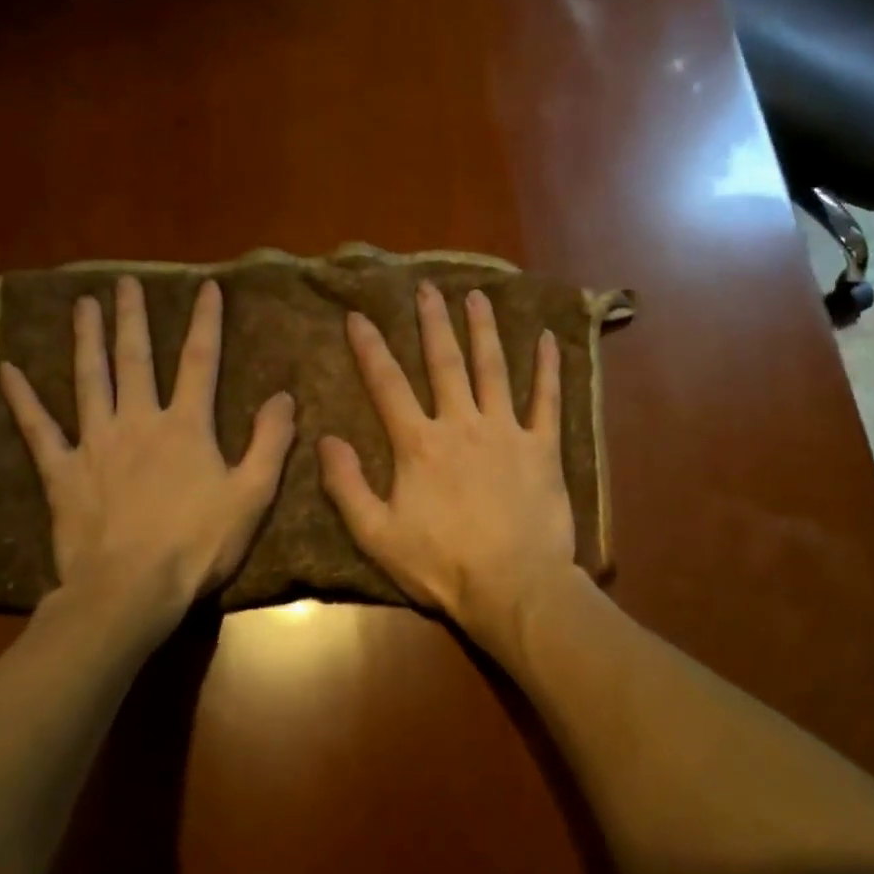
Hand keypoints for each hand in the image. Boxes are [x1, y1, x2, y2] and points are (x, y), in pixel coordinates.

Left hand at [0, 277, 295, 618]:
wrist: (131, 588)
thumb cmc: (199, 544)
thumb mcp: (253, 495)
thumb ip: (270, 442)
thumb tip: (283, 396)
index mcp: (186, 427)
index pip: (201, 361)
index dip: (206, 322)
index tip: (207, 287)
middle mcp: (138, 421)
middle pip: (136, 359)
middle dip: (134, 318)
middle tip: (125, 283)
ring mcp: (96, 444)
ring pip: (89, 380)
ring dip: (87, 340)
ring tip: (82, 306)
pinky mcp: (63, 472)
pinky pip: (40, 430)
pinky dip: (23, 400)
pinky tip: (9, 370)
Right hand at [318, 280, 578, 652]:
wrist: (513, 586)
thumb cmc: (441, 565)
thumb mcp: (377, 535)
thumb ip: (347, 486)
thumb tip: (325, 440)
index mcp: (419, 444)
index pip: (387, 385)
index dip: (370, 348)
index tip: (358, 314)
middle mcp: (462, 424)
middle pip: (444, 363)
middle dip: (433, 323)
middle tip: (427, 287)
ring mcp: (507, 431)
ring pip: (494, 369)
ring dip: (484, 330)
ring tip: (477, 296)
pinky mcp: (543, 447)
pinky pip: (547, 400)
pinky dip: (549, 369)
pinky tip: (549, 339)